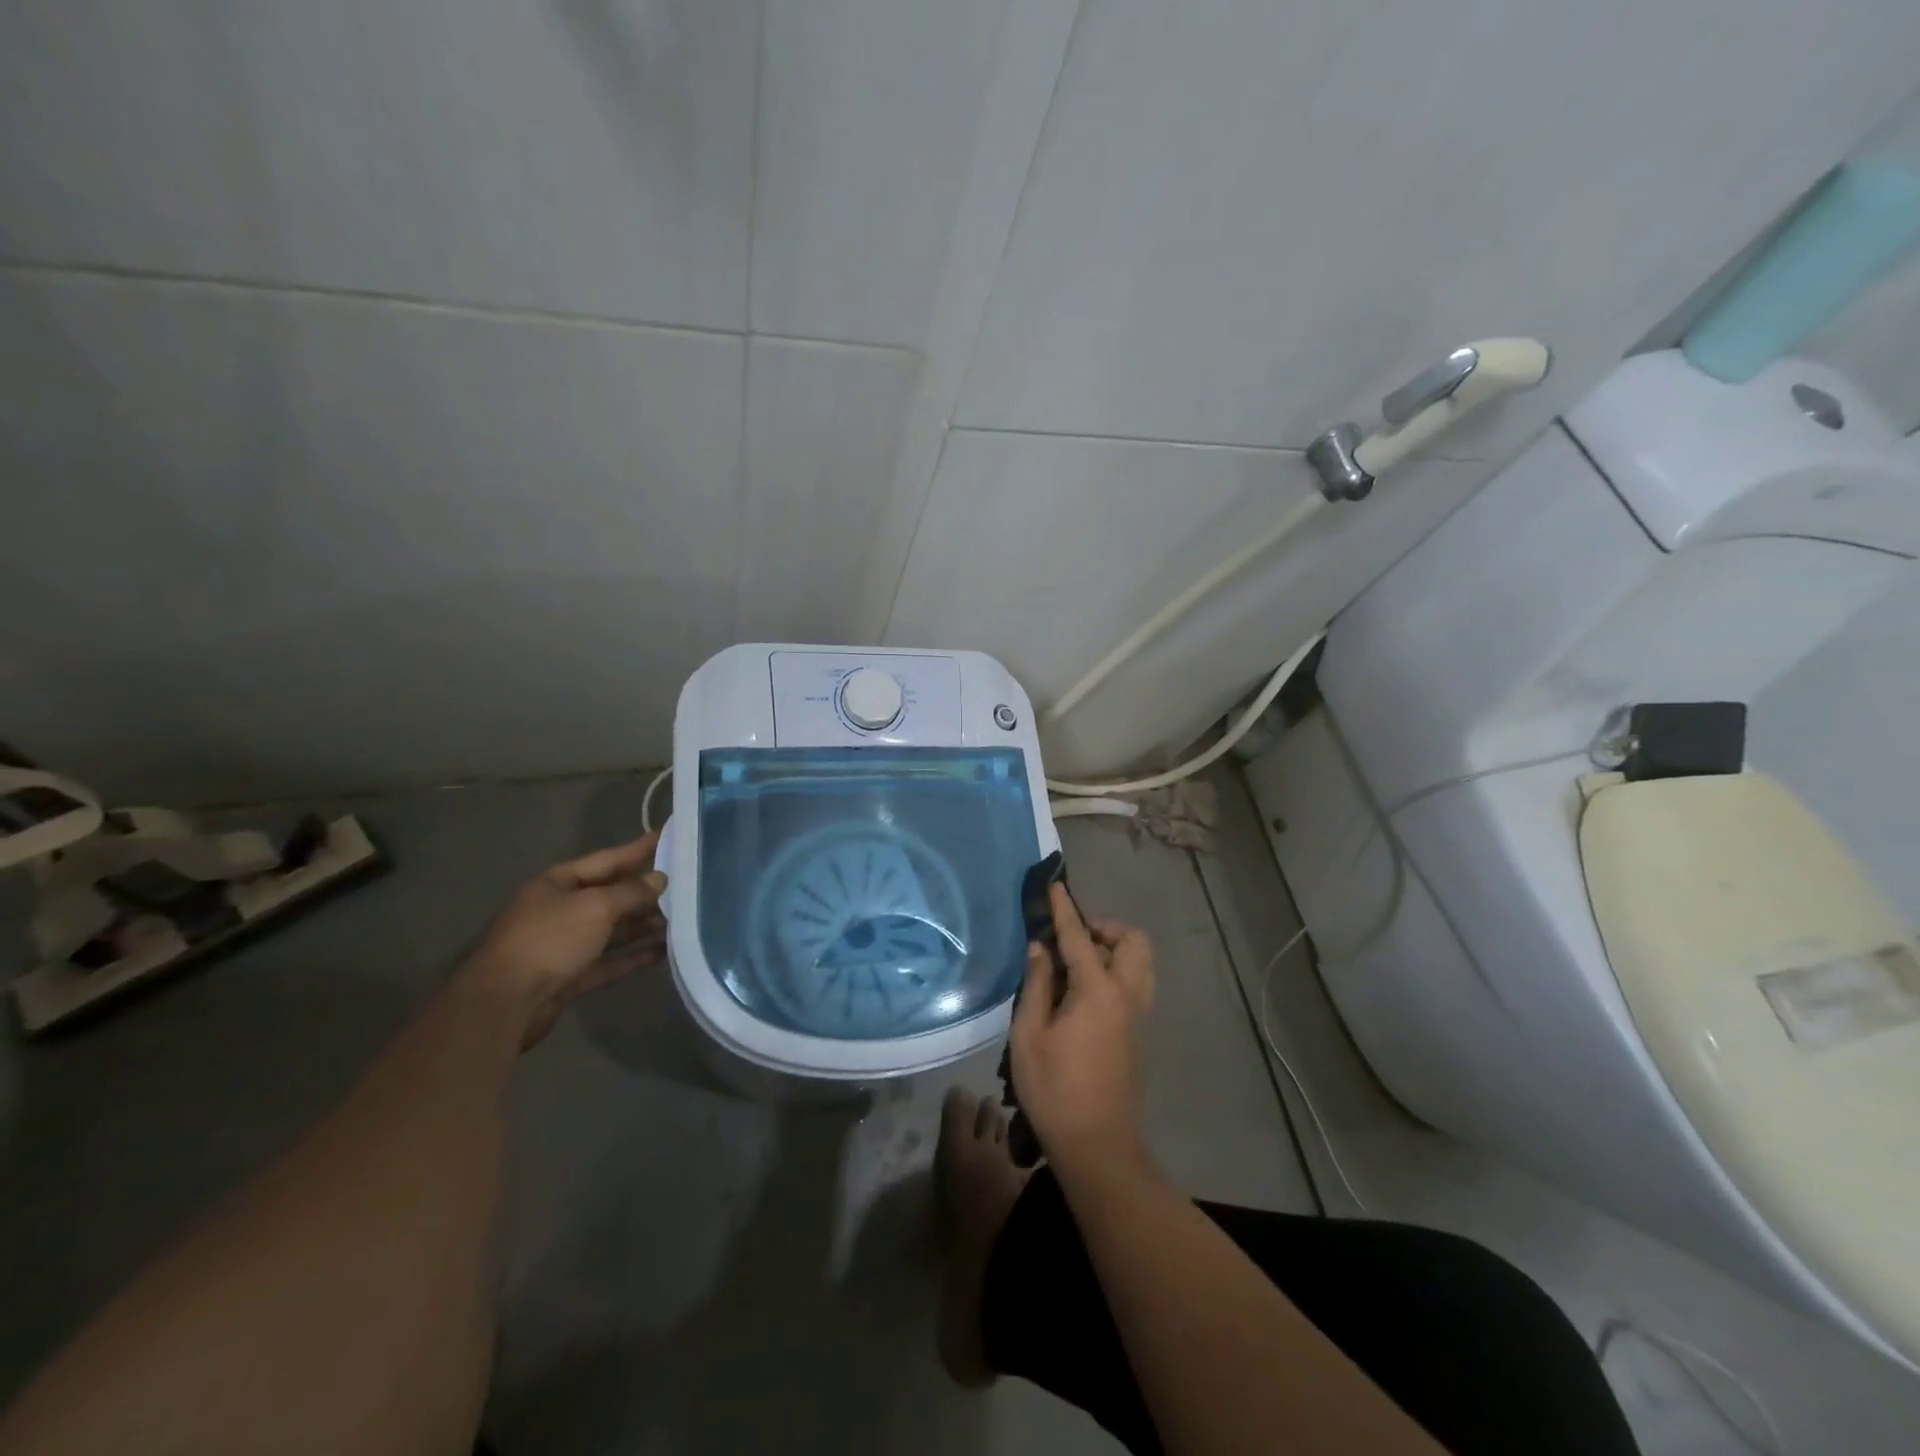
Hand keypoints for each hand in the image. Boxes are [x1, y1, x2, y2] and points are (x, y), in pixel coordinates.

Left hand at [464, 834, 668, 1045]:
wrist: (504, 1004)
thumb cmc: (549, 940)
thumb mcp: (595, 906)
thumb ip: (631, 892)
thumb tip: (660, 879)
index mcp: (558, 884)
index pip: (607, 860)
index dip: (638, 849)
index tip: (668, 836)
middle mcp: (560, 910)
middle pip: (610, 895)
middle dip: (646, 891)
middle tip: (686, 883)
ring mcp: (564, 945)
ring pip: (612, 929)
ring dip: (644, 925)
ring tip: (683, 918)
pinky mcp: (569, 977)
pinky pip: (609, 961)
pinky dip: (634, 956)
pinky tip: (664, 952)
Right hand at [1010, 883, 1155, 1168]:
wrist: (1098, 1146)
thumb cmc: (1055, 1089)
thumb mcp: (1029, 1035)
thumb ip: (1036, 985)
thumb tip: (1041, 949)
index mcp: (1098, 991)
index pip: (1080, 937)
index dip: (1065, 910)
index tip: (1056, 886)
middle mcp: (1126, 996)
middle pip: (1133, 942)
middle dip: (1106, 928)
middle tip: (1075, 937)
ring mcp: (1138, 1016)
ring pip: (1141, 964)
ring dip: (1116, 950)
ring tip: (1079, 963)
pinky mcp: (1139, 1035)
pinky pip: (1136, 984)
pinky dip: (1117, 972)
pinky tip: (1085, 993)